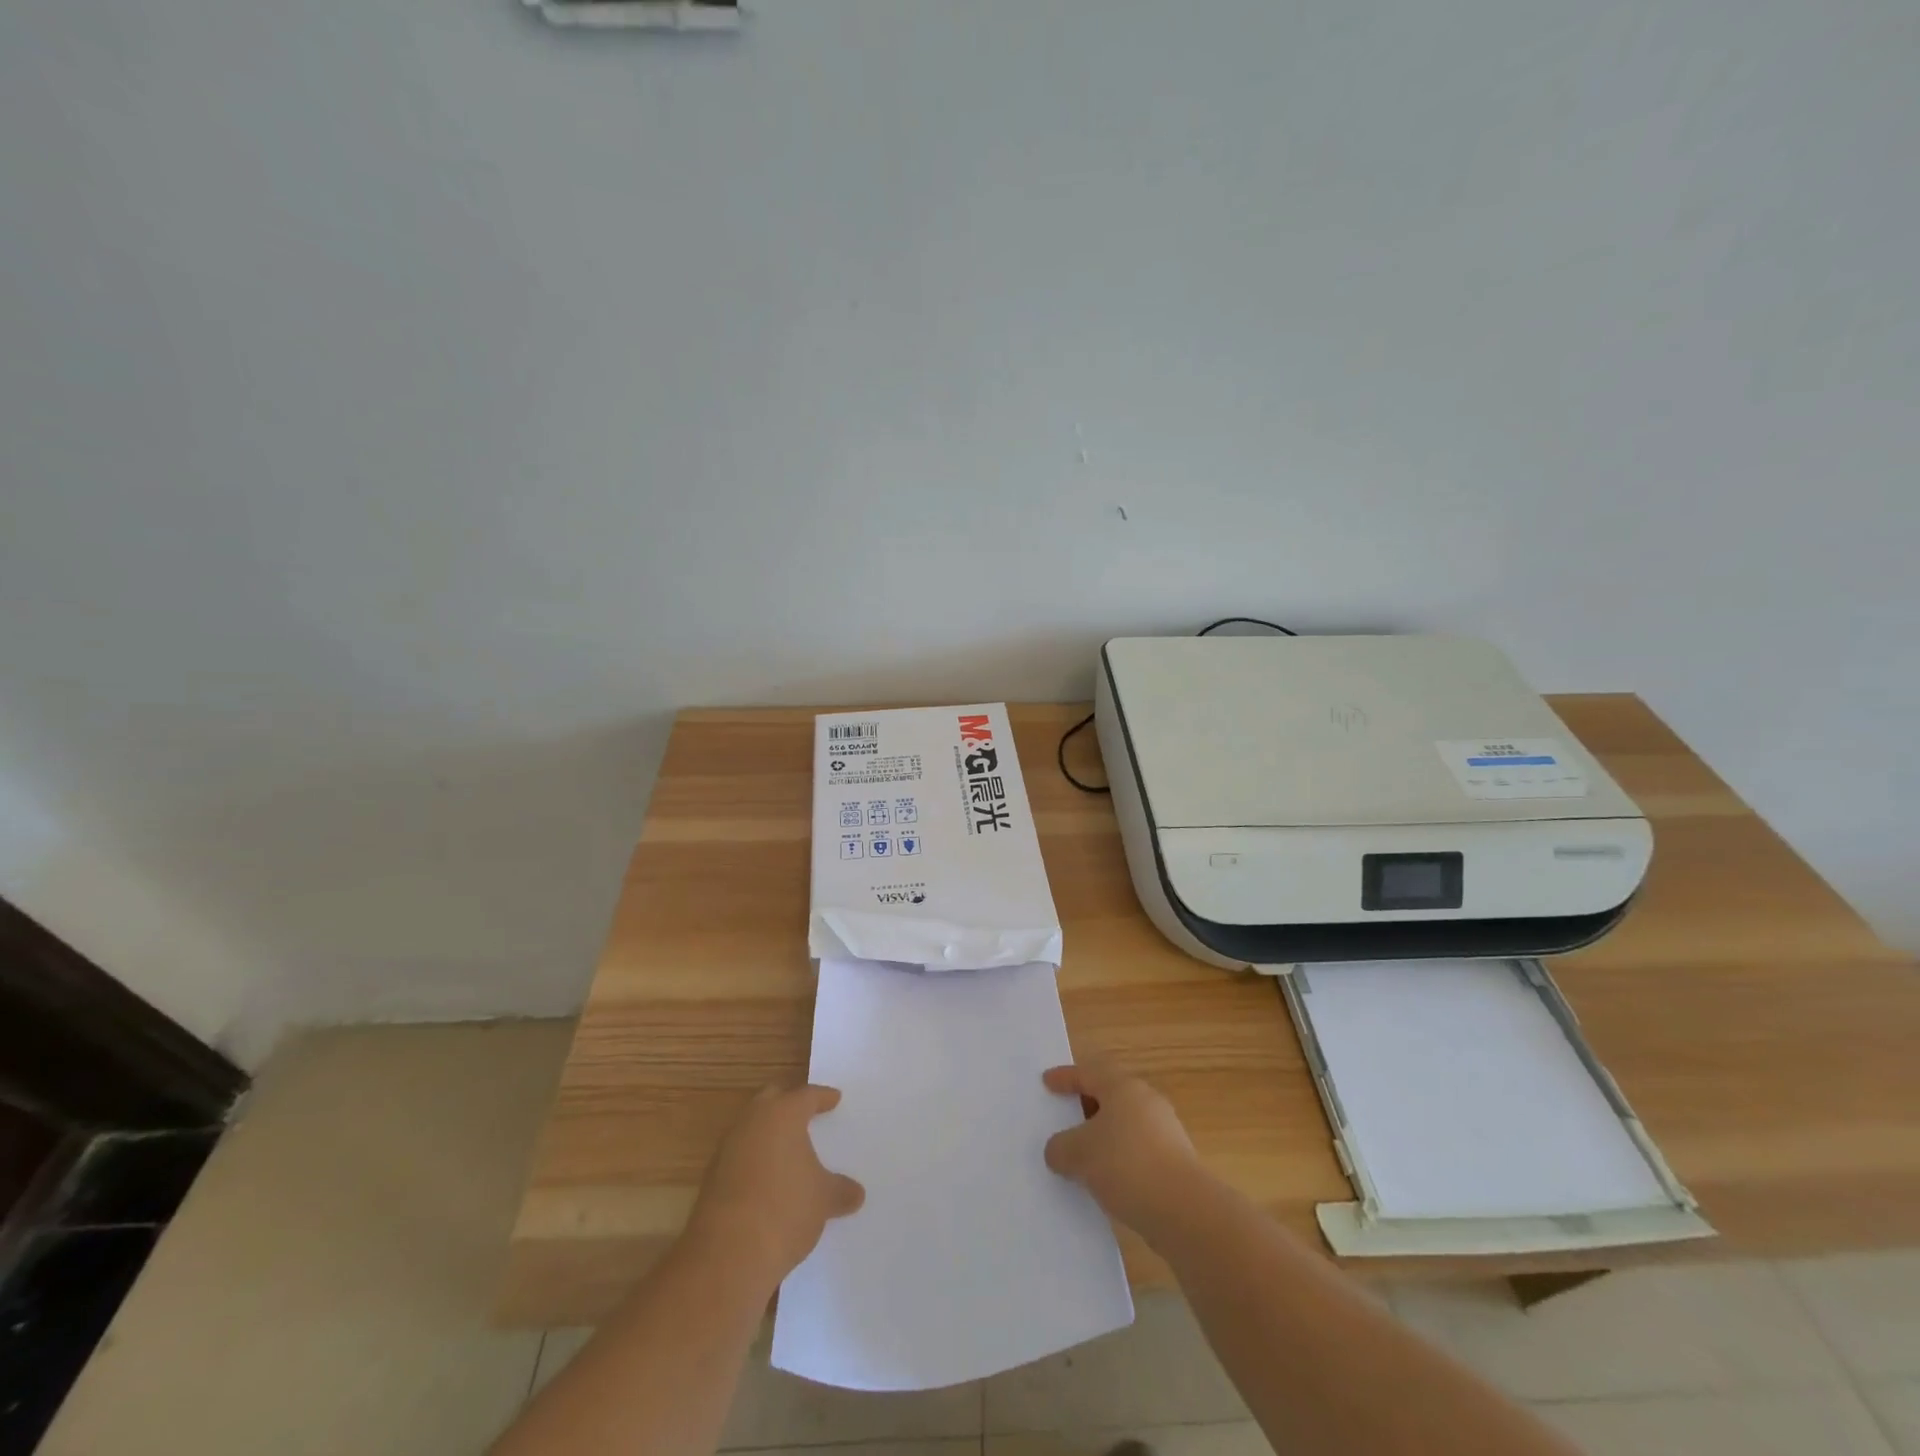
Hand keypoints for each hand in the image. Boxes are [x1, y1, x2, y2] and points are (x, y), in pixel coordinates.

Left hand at [687, 1084, 864, 1290]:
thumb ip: (840, 1190)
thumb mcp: (823, 1200)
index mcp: (783, 1114)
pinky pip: (740, 1155)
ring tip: (788, 1148)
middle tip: (807, 1111)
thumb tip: (855, 1194)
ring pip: (752, 1126)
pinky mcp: (712, 1178)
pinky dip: (755, 1159)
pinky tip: (768, 1179)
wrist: (727, 1256)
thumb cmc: (785, 1210)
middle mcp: (752, 1121)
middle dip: (789, 1101)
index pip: (807, 1095)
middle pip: (772, 1098)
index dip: (823, 1097)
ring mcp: (727, 1149)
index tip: (834, 1099)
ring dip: (769, 1132)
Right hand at [1043, 1060, 1203, 1239]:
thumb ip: (1060, 1147)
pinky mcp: (1174, 1163)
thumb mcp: (1079, 1154)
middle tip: (1063, 1117)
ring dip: (1102, 1137)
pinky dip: (1117, 1160)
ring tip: (1080, 1156)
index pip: (1088, 1073)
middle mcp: (1146, 1102)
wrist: (1185, 1211)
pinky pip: (1136, 1152)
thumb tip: (1058, 1150)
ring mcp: (1165, 1133)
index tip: (1047, 1082)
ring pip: (1124, 1126)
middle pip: (1110, 1096)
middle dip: (1085, 1106)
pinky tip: (1104, 1182)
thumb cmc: (1127, 1165)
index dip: (1065, 1077)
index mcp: (1123, 1087)